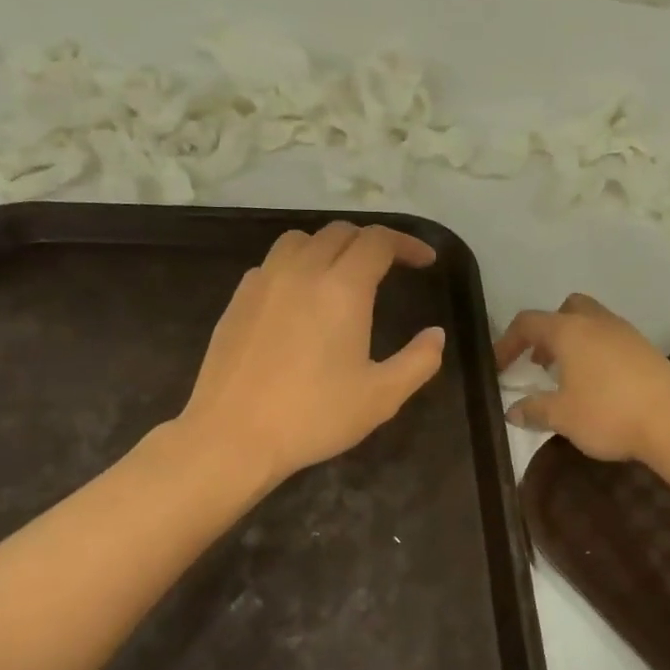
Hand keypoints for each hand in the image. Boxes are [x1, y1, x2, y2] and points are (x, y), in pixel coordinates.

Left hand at [178, 222, 445, 486]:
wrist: (233, 436)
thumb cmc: (313, 417)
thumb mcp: (381, 397)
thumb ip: (418, 361)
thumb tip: (436, 335)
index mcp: (342, 288)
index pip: (378, 241)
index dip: (407, 244)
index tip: (425, 261)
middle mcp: (302, 271)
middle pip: (340, 233)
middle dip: (371, 242)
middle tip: (390, 268)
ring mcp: (264, 281)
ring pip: (301, 240)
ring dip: (330, 247)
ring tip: (343, 274)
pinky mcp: (238, 299)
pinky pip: (273, 263)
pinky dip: (296, 265)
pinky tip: (300, 299)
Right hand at [494, 295, 669, 462]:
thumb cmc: (608, 413)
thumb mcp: (562, 416)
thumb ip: (534, 410)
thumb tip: (513, 410)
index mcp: (569, 331)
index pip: (528, 323)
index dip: (508, 342)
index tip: (498, 367)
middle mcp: (596, 322)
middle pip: (566, 309)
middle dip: (547, 331)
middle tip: (539, 362)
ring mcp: (625, 333)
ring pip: (591, 323)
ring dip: (573, 342)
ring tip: (566, 377)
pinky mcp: (646, 350)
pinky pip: (611, 340)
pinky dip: (595, 352)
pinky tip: (597, 385)